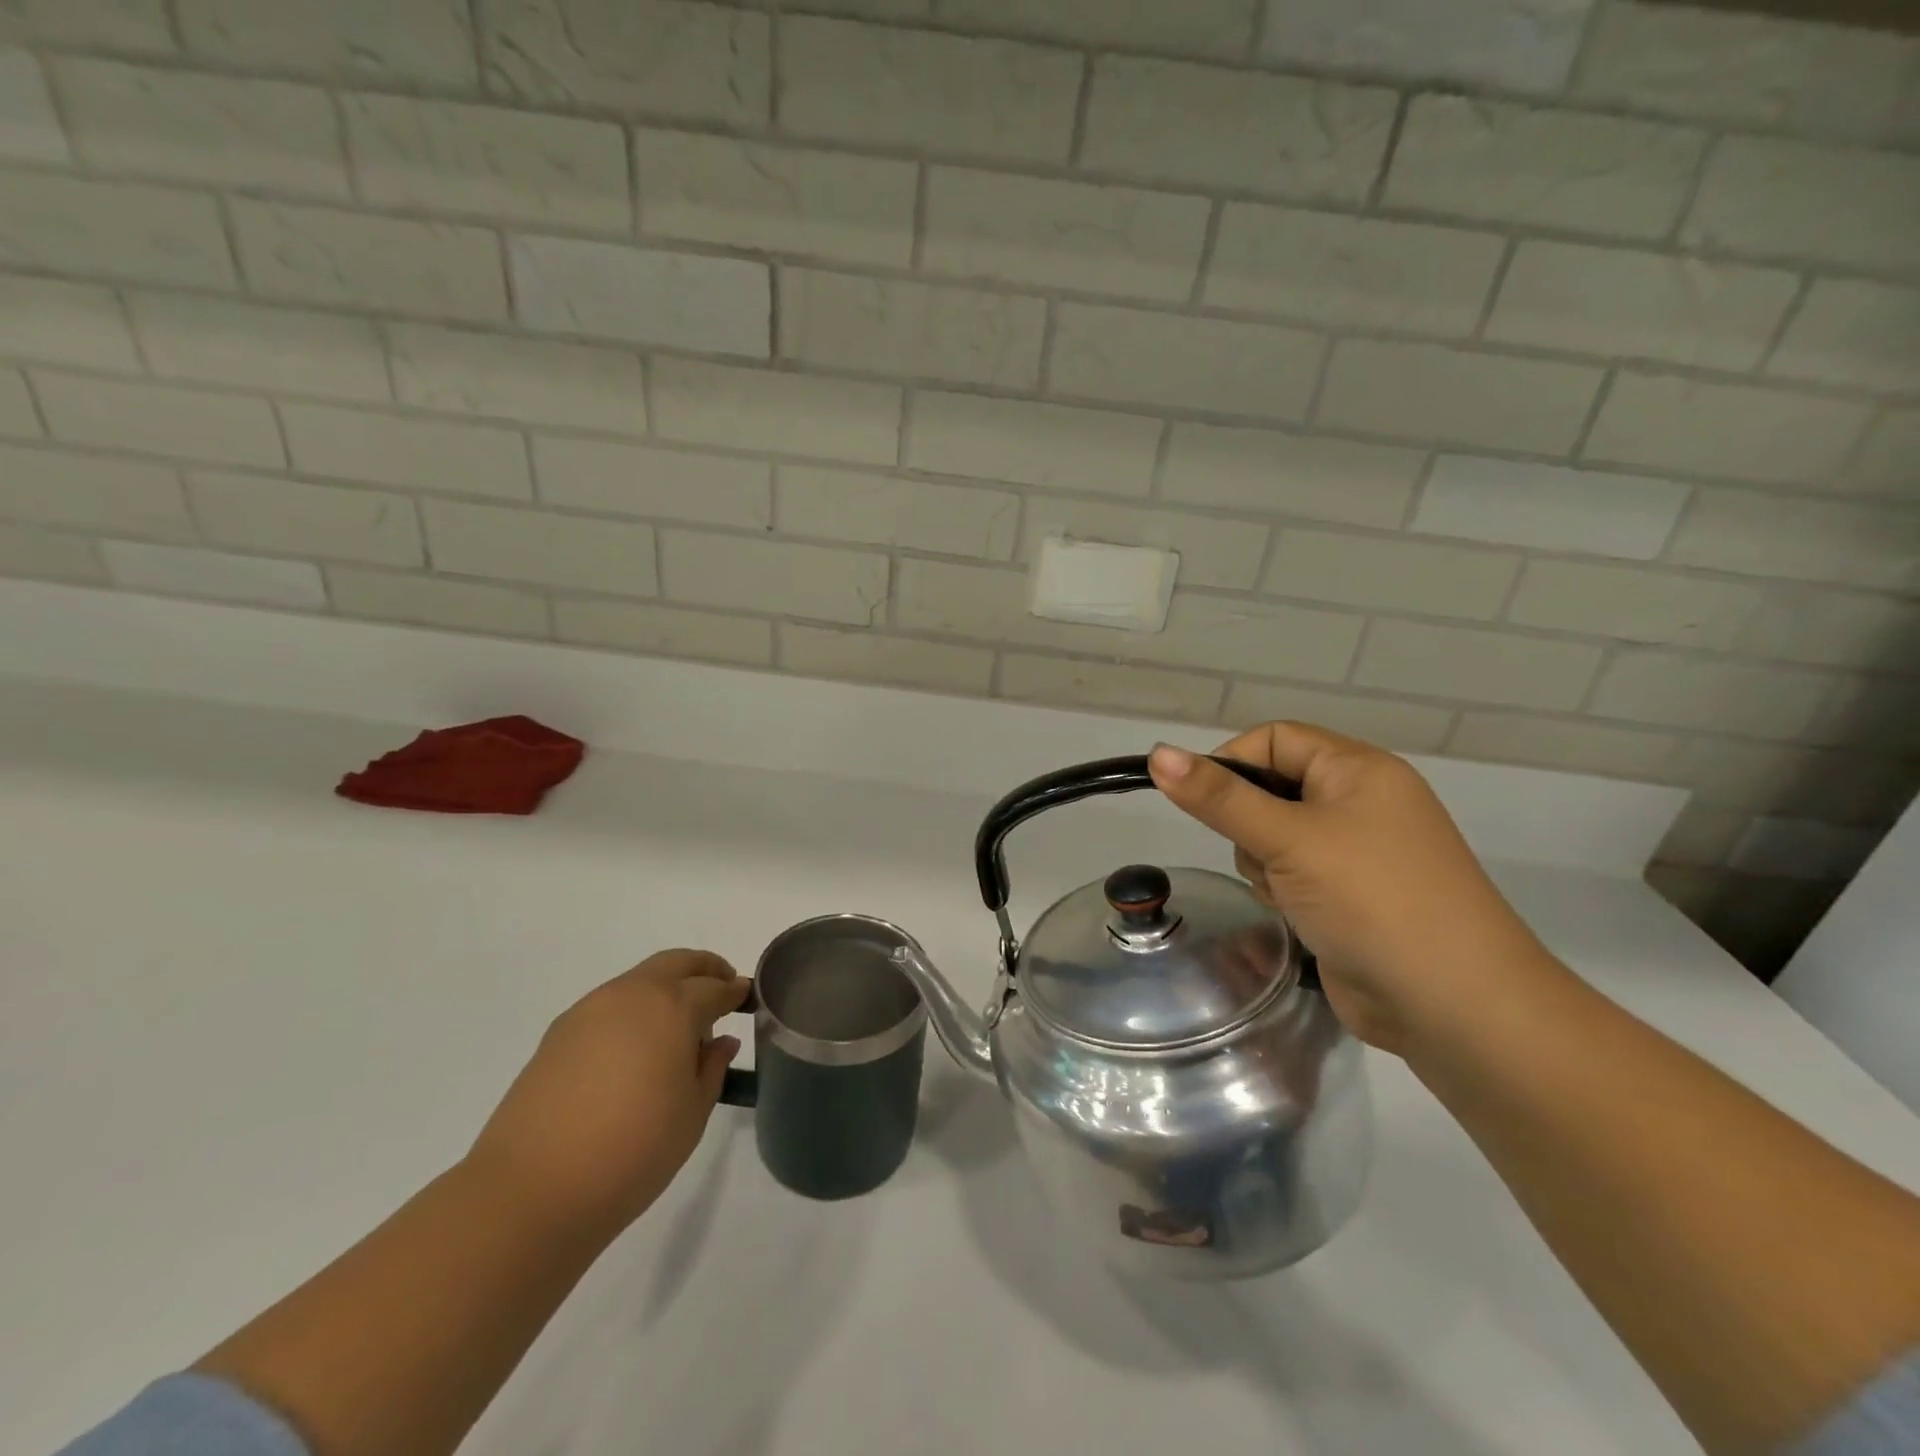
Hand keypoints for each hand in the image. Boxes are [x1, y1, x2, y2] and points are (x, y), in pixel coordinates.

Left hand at [466, 950, 749, 1236]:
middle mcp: (631, 996)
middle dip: (705, 969)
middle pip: (676, 963)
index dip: (735, 991)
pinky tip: (636, 1047)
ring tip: (678, 1026)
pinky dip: (634, 1009)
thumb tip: (720, 1041)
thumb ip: (711, 1068)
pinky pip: (609, 1004)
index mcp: (672, 1008)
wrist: (530, 1192)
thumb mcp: (692, 1114)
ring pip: (639, 980)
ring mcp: (589, 1011)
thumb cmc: (632, 1152)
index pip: (714, 987)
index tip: (748, 998)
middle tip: (721, 990)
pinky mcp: (558, 1035)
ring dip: (667, 988)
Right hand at [1149, 724, 1549, 1054]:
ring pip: (1274, 835)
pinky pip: (1293, 872)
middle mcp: (1360, 801)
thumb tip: (1158, 753)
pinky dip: (1284, 890)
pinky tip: (1300, 916)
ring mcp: (1358, 851)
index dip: (1233, 762)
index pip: (1275, 738)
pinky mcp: (1350, 895)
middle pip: (1271, 788)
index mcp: (1358, 770)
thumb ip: (1219, 797)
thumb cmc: (1373, 900)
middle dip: (1250, 824)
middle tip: (1265, 856)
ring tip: (1289, 894)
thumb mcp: (1289, 839)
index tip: (1204, 803)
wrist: (1454, 1005)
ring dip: (1265, 863)